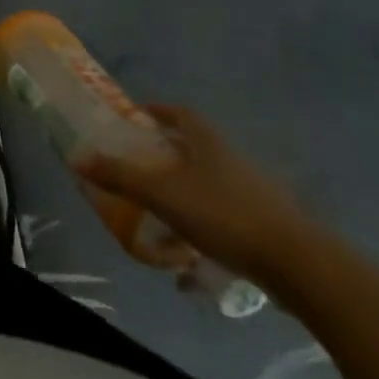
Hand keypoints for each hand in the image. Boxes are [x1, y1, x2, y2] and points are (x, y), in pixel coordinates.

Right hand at [74, 104, 320, 290]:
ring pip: (211, 187)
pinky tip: (191, 265)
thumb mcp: (161, 195)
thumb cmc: (224, 216)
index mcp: (209, 144)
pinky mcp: (269, 228)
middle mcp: (233, 161)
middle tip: (139, 169)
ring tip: (159, 220)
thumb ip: (119, 176)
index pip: (182, 114)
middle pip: (196, 150)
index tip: (137, 117)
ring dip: (185, 198)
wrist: (301, 267)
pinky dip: (205, 233)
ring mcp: (256, 195)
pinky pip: (226, 222)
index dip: (159, 112)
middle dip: (167, 158)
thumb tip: (76, 157)